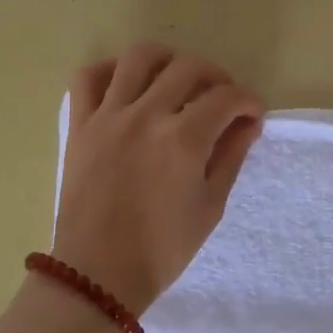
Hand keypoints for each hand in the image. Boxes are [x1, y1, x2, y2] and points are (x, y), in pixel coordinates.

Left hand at [52, 43, 263, 314]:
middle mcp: (146, 116)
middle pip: (188, 68)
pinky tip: (126, 86)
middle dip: (216, 77)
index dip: (248, 101)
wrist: (99, 274)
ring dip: (167, 60)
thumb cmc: (162, 249)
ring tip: (175, 79)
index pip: (226, 98)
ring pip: (139, 57)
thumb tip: (248, 123)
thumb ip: (231, 156)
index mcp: (183, 140)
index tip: (252, 114)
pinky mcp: (80, 125)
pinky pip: (89, 78)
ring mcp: (108, 117)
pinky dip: (110, 71)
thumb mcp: (210, 206)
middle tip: (221, 99)